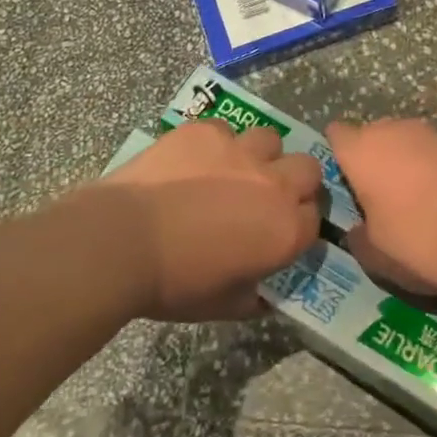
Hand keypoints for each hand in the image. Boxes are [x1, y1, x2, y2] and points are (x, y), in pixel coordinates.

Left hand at [104, 120, 322, 320]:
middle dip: (294, 181)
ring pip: (270, 140)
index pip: (314, 218)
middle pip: (308, 169)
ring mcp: (241, 150)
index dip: (298, 224)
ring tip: (232, 171)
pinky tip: (193, 162)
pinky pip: (225, 130)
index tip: (279, 231)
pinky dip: (216, 145)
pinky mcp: (208, 131)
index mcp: (285, 230)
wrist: (122, 240)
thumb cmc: (173, 283)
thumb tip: (266, 294)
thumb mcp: (222, 305)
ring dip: (259, 155)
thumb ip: (255, 297)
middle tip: (265, 196)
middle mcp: (274, 184)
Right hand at [326, 118, 436, 295]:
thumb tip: (358, 231)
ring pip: (405, 143)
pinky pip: (434, 154)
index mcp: (362, 150)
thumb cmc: (419, 238)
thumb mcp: (377, 255)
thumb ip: (359, 239)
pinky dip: (433, 171)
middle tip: (376, 198)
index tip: (342, 182)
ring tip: (412, 202)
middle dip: (372, 160)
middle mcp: (393, 130)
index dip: (337, 155)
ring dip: (404, 164)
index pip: (336, 135)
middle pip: (372, 136)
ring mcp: (431, 133)